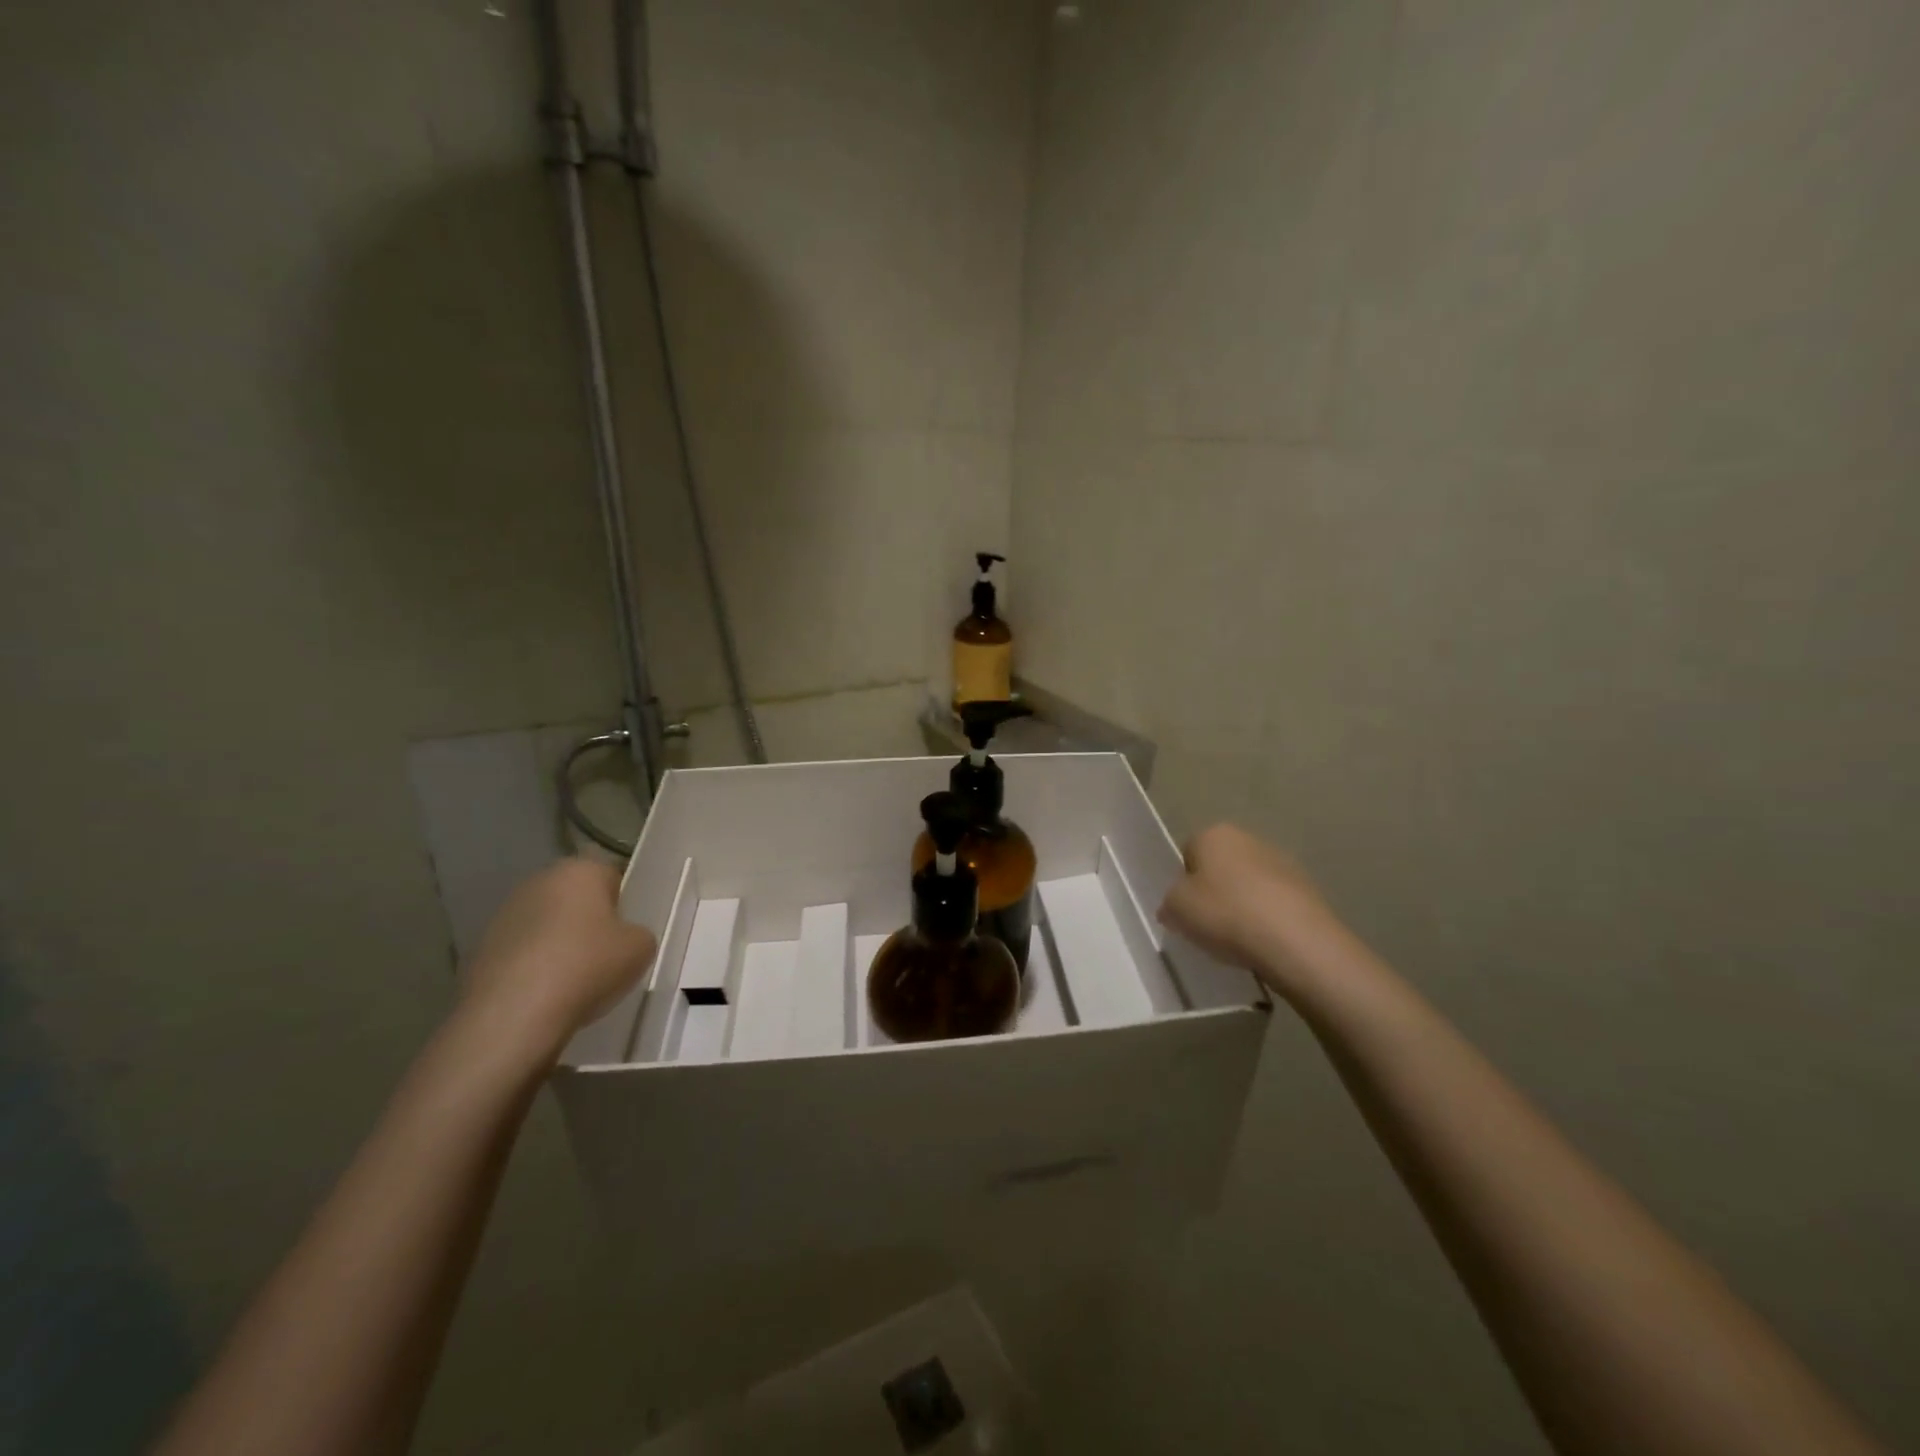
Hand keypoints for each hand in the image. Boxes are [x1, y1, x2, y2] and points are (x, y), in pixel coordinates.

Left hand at [459, 859, 657, 1064]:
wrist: (513, 1015)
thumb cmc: (587, 966)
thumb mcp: (641, 948)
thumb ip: (638, 933)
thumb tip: (624, 938)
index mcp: (579, 870)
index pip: (611, 877)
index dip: (623, 906)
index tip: (626, 935)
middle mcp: (539, 881)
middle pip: (575, 899)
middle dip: (588, 922)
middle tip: (604, 956)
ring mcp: (503, 914)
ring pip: (545, 925)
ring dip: (558, 944)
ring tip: (572, 982)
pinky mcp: (480, 949)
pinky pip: (521, 953)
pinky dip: (533, 968)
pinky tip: (544, 996)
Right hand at [1158, 824, 1338, 997]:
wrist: (1296, 941)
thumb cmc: (1226, 914)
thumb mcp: (1177, 910)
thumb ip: (1170, 903)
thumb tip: (1174, 906)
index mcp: (1213, 834)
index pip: (1188, 852)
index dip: (1183, 882)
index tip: (1185, 909)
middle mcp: (1248, 838)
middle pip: (1221, 866)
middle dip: (1214, 891)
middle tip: (1208, 924)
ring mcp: (1282, 862)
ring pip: (1249, 884)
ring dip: (1242, 904)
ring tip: (1238, 939)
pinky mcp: (1308, 889)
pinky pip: (1274, 903)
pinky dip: (1267, 918)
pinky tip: (1264, 942)